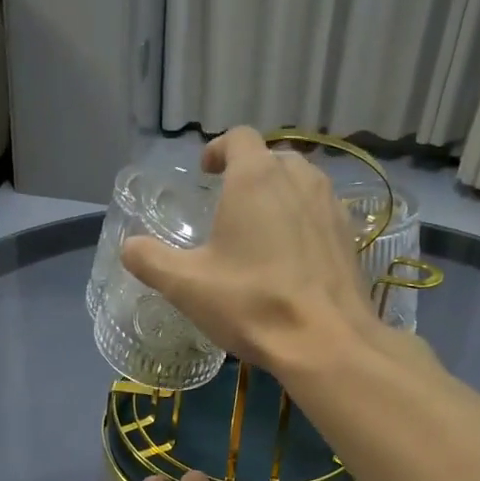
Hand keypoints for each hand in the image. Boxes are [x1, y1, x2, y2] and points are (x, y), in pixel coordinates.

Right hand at [120, 126, 377, 373]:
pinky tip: (292, 256)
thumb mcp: (186, 286)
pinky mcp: (350, 235)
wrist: (327, 342)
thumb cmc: (252, 304)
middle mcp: (299, 178)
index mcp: (256, 178)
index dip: (218, 149)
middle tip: (229, 205)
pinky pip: (321, 212)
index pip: (238, 138)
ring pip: (302, 182)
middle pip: (272, 158)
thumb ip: (150, 260)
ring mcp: (331, 205)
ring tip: (260, 229)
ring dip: (279, 194)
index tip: (206, 172)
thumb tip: (129, 246)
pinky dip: (303, 220)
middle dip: (248, 173)